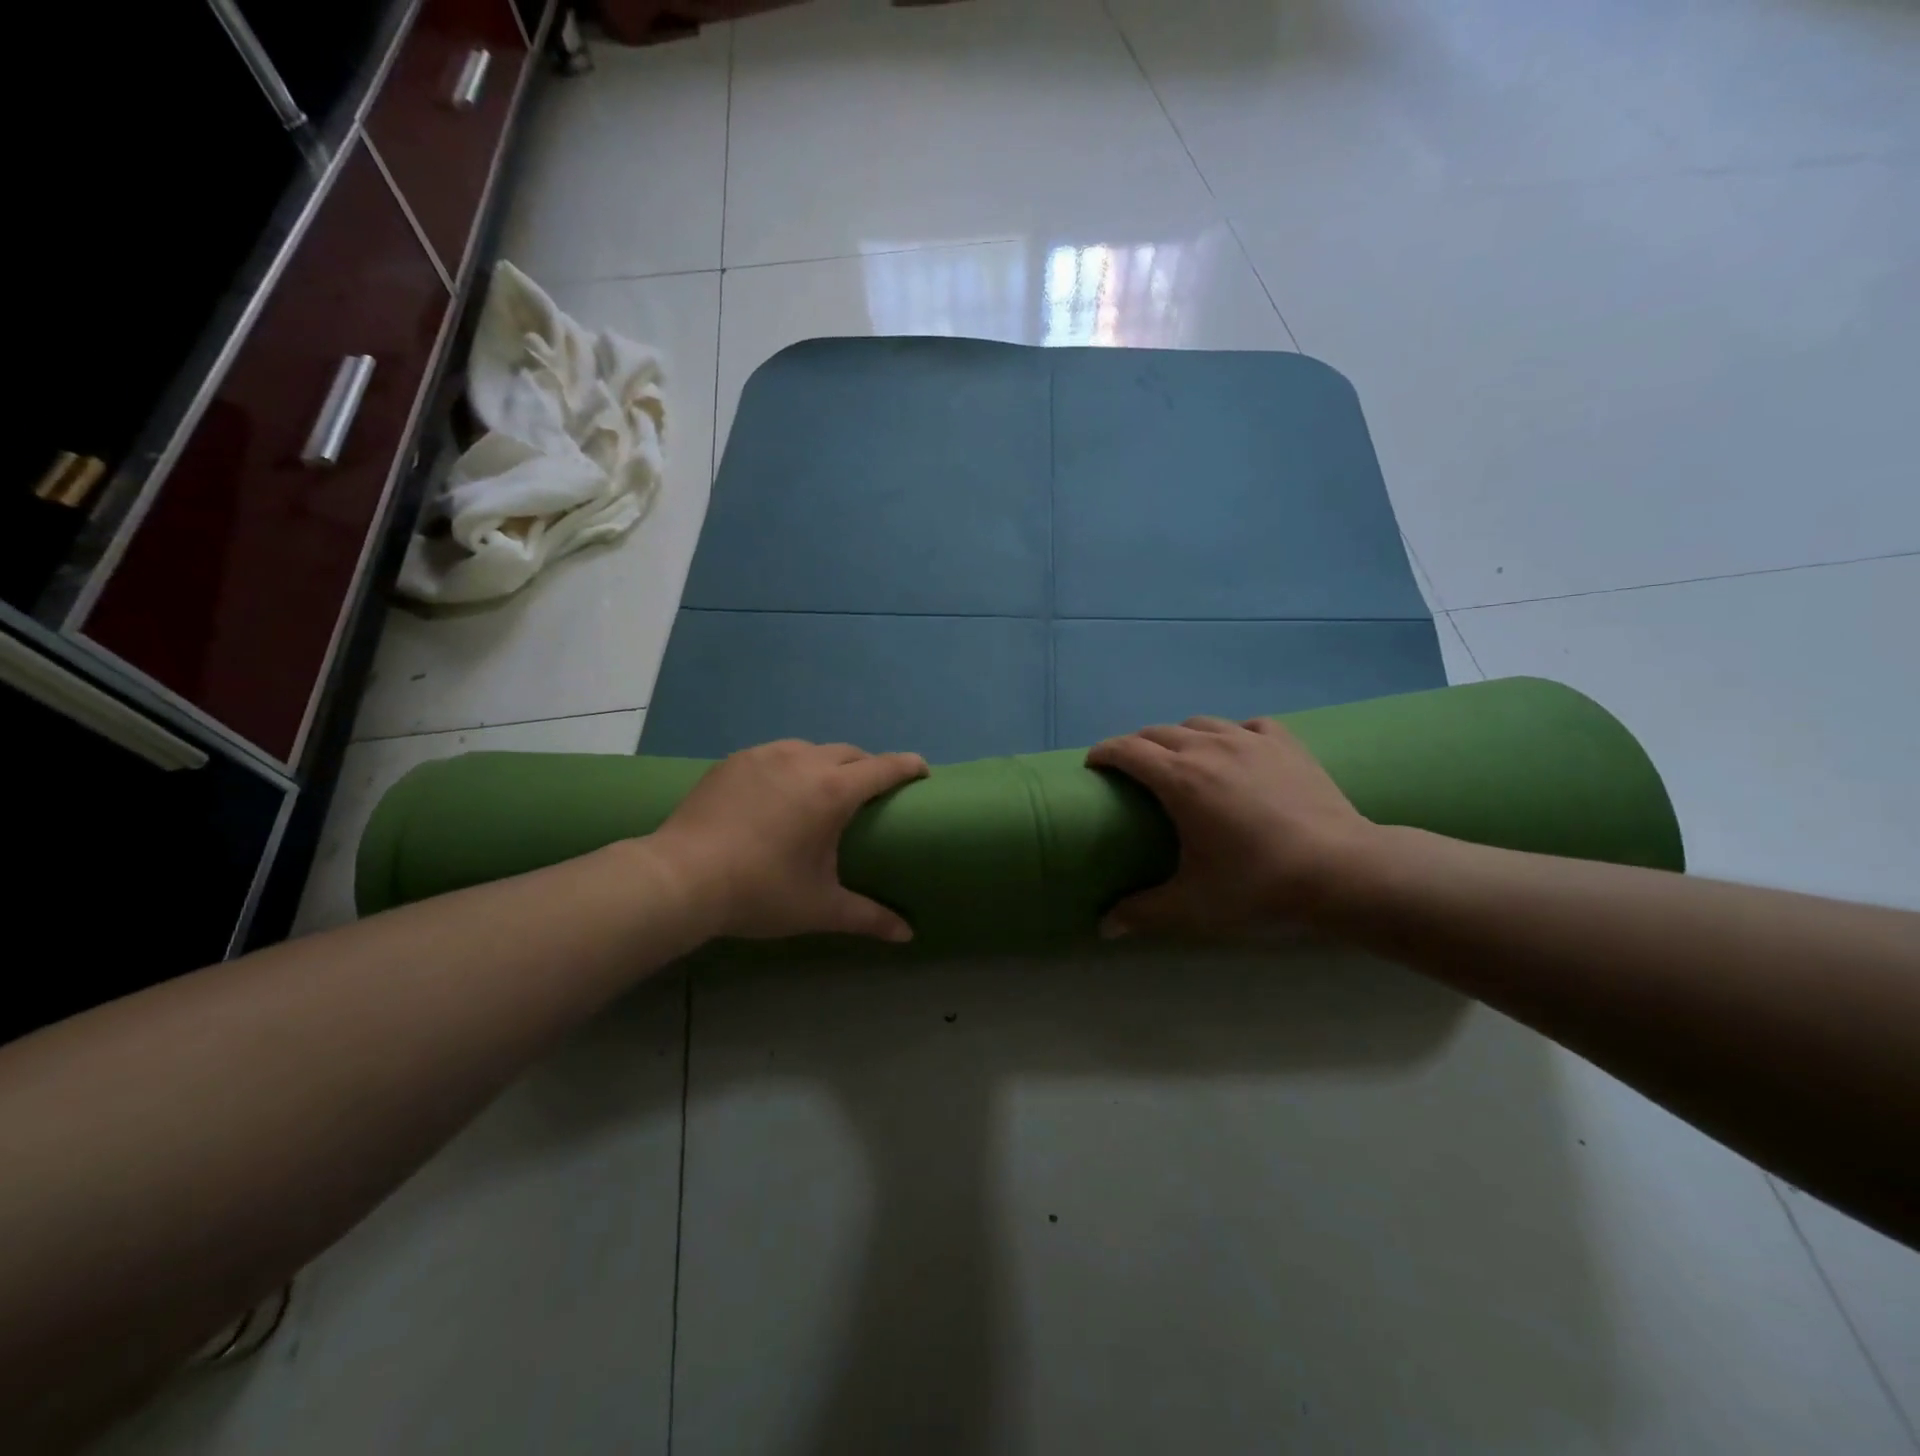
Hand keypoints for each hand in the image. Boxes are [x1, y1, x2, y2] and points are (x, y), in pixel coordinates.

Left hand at [648, 739, 928, 942]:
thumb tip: (907, 935)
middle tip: (872, 793)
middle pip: (851, 753)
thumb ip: (868, 917)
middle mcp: (804, 761)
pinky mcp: (736, 760)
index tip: (922, 772)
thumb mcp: (820, 907)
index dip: (908, 766)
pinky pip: (777, 754)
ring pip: (812, 748)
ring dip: (828, 763)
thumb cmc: (760, 891)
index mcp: (834, 791)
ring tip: (824, 790)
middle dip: (869, 766)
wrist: (681, 878)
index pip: (884, 768)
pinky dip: (791, 765)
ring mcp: (767, 755)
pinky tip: (780, 791)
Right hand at [1086, 716, 1379, 936]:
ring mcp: (1250, 740)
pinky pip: (1246, 726)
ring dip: (1180, 737)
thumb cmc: (1258, 885)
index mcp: (1179, 779)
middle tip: (1131, 771)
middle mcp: (1209, 747)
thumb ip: (1142, 913)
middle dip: (1136, 745)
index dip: (1103, 753)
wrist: (1344, 871)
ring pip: (1200, 723)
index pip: (1127, 750)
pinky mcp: (1285, 744)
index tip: (1092, 765)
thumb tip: (1104, 927)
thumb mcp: (1192, 905)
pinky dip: (1230, 734)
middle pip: (1158, 732)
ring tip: (1181, 760)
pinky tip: (1236, 752)